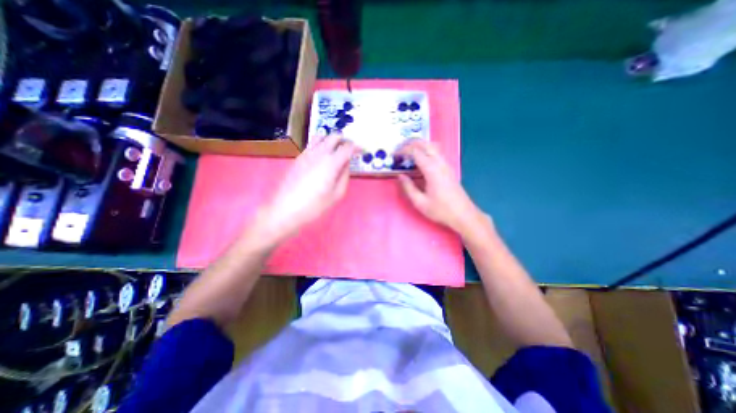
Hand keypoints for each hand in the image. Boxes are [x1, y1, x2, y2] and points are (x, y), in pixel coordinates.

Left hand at [253, 135, 358, 246]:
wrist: (285, 210)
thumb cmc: (314, 206)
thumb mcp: (336, 195)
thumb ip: (344, 177)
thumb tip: (346, 165)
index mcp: (331, 163)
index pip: (347, 147)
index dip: (357, 147)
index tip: (362, 150)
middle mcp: (319, 153)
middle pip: (334, 137)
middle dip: (344, 140)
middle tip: (349, 149)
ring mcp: (306, 154)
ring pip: (320, 137)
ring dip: (331, 140)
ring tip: (336, 150)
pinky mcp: (298, 158)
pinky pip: (311, 145)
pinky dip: (320, 145)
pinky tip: (322, 157)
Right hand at [398, 141, 483, 233]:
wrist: (463, 215)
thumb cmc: (441, 210)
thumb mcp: (420, 203)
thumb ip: (408, 188)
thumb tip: (400, 176)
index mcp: (432, 170)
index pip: (415, 151)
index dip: (403, 150)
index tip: (393, 155)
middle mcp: (440, 163)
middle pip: (424, 144)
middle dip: (410, 143)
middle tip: (399, 150)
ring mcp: (446, 164)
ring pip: (431, 146)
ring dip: (418, 146)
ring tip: (407, 153)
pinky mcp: (448, 168)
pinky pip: (436, 153)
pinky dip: (425, 151)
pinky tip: (419, 161)